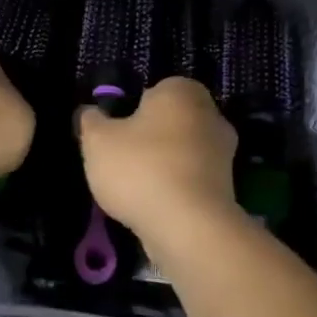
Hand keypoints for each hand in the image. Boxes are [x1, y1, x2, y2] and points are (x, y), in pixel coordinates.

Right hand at [78, 79, 237, 244]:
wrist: (188, 226)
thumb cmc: (140, 169)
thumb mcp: (97, 141)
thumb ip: (91, 121)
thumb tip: (89, 112)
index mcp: (182, 91)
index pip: (154, 90)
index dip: (130, 110)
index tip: (114, 134)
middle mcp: (211, 115)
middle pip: (170, 123)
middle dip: (149, 139)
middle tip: (120, 161)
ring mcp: (224, 154)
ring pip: (181, 153)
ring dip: (162, 167)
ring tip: (134, 190)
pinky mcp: (226, 188)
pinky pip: (191, 181)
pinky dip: (175, 190)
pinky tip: (154, 206)